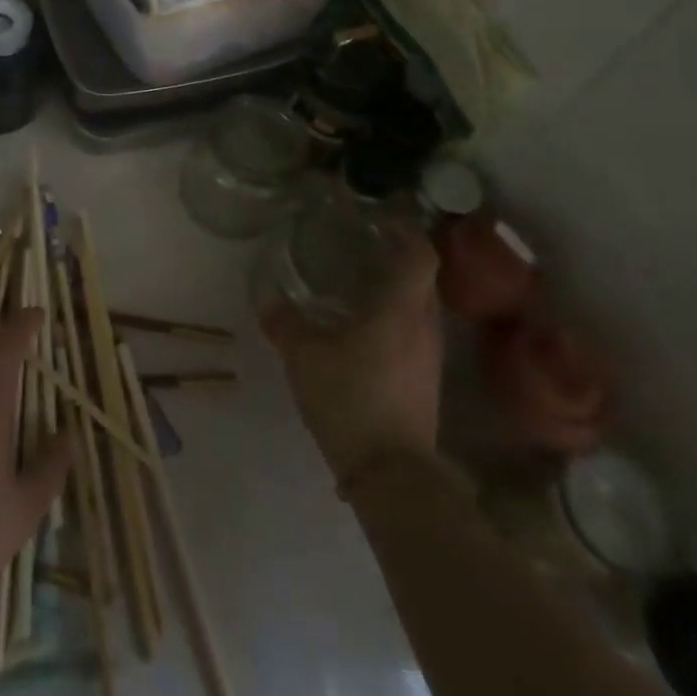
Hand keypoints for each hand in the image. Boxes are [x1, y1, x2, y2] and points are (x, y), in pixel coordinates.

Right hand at [259, 230, 442, 488]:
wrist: (391, 476)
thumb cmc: (350, 399)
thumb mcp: (304, 357)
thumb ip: (285, 322)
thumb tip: (267, 296)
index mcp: (401, 310)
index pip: (420, 256)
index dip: (406, 231)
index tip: (382, 219)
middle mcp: (424, 327)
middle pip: (424, 279)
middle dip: (400, 257)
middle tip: (366, 246)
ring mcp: (429, 357)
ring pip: (421, 308)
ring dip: (399, 290)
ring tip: (362, 283)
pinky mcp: (426, 383)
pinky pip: (416, 333)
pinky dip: (397, 319)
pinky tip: (365, 328)